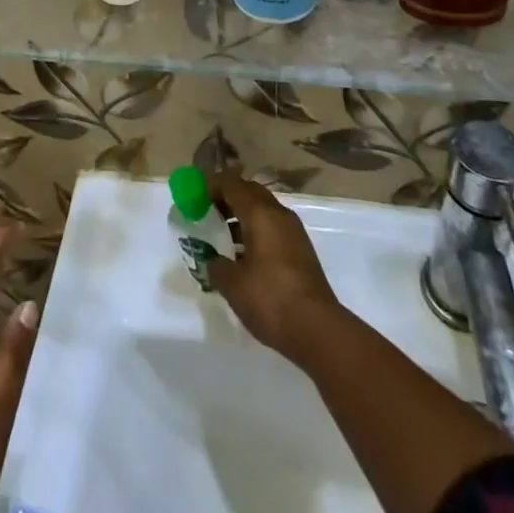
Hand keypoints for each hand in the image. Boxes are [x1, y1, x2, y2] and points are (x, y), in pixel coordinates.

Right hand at [206, 171, 344, 363]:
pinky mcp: (302, 250)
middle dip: (228, 198)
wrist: (318, 329)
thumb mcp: (233, 285)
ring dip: (243, 216)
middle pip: (249, 192)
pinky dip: (257, 231)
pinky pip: (273, 227)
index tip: (195, 197)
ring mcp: (294, 231)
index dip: (211, 186)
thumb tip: (213, 261)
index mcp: (260, 213)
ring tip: (224, 236)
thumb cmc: (270, 299)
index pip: (232, 184)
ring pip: (263, 210)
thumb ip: (217, 266)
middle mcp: (278, 214)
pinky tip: (246, 256)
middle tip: (208, 212)